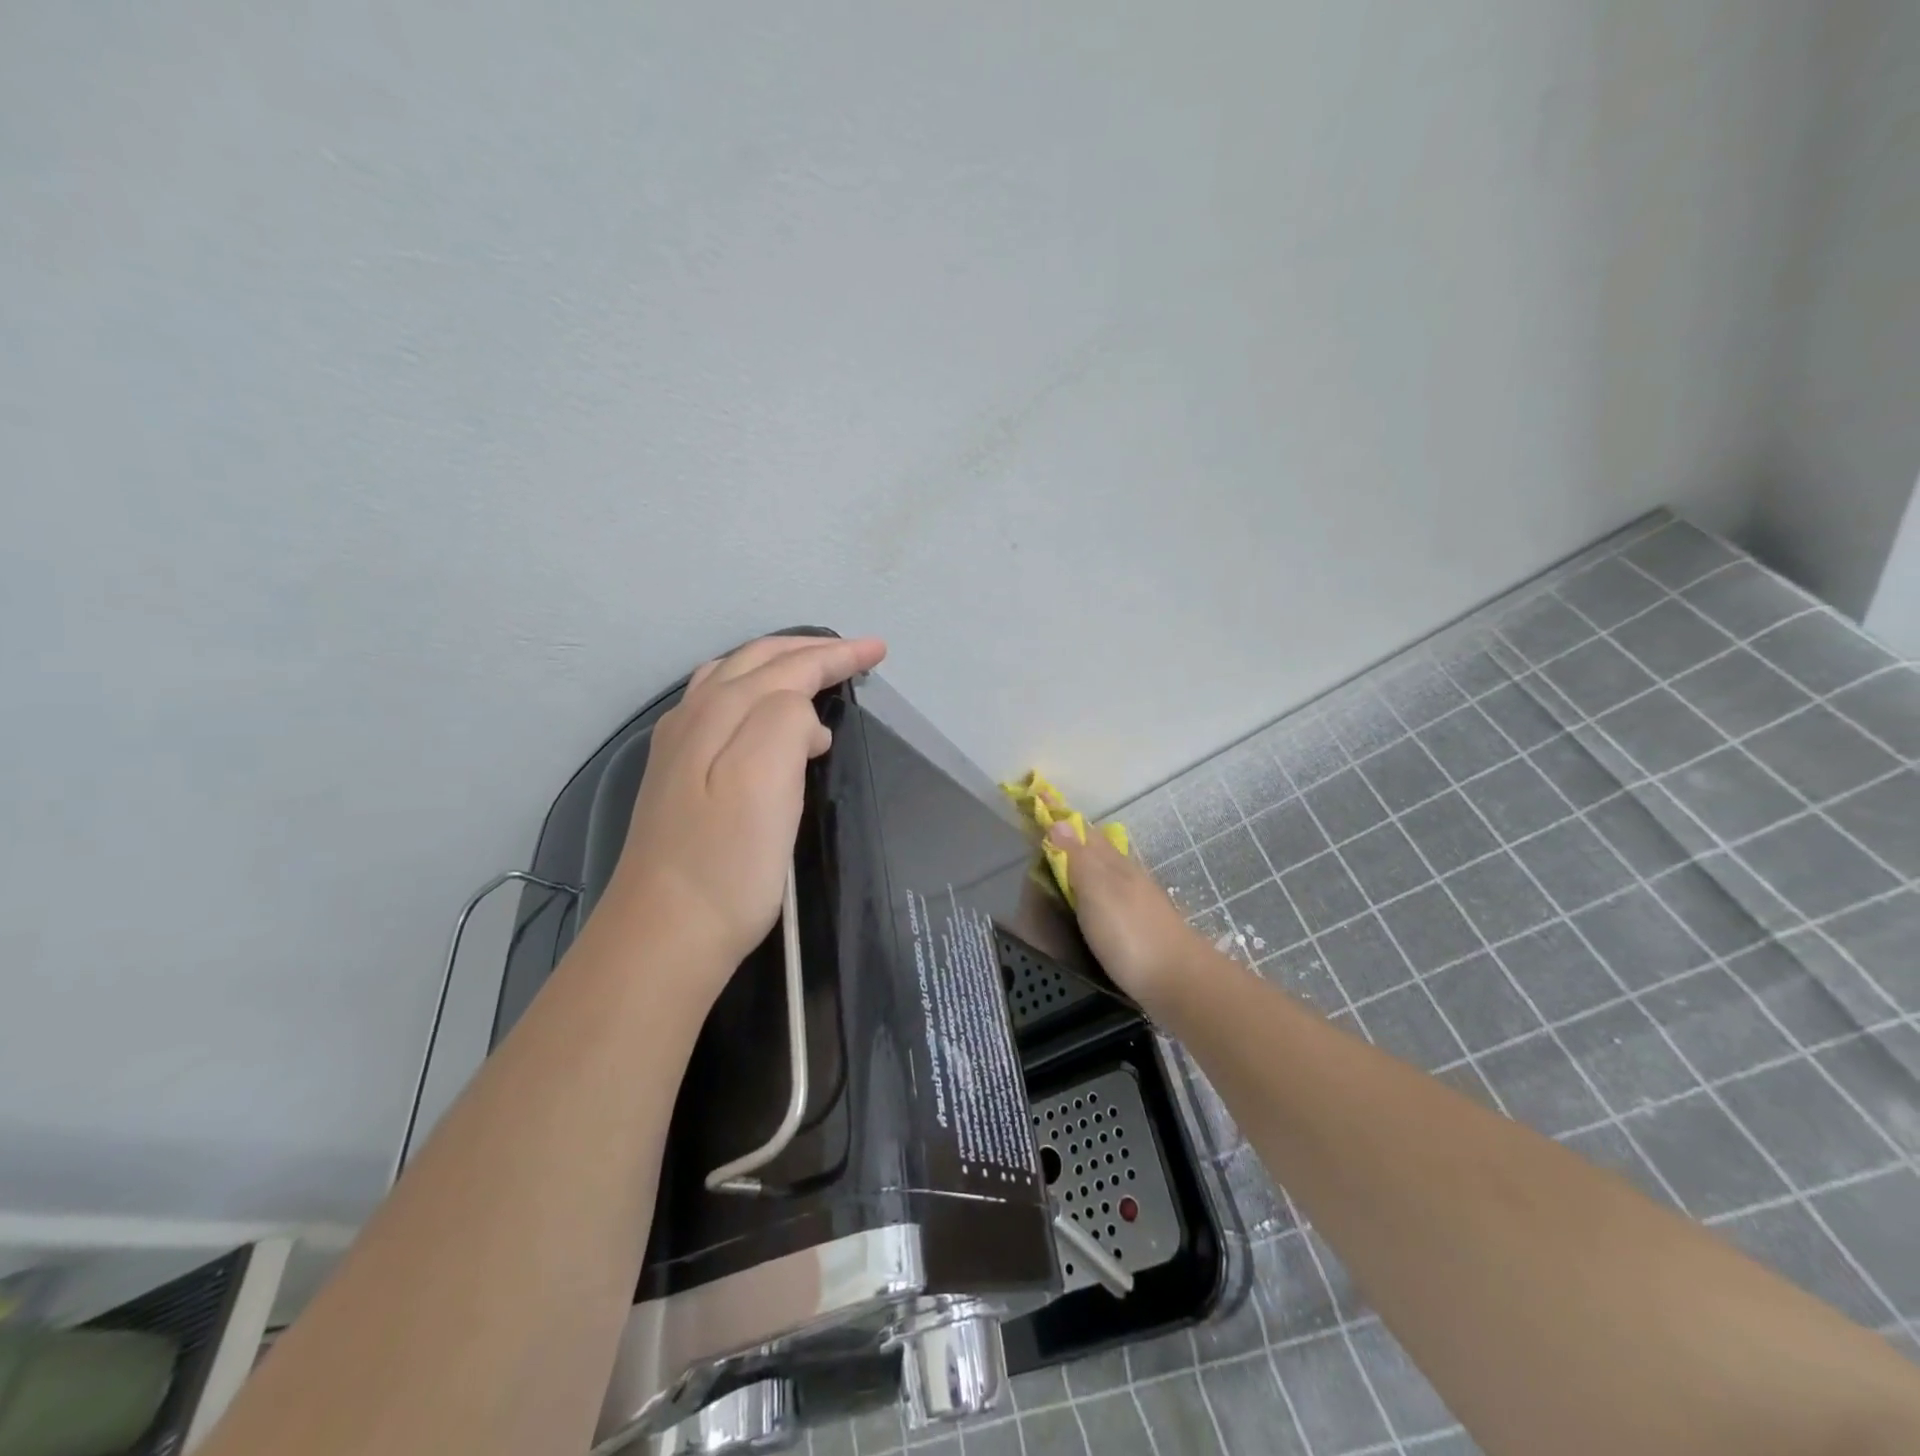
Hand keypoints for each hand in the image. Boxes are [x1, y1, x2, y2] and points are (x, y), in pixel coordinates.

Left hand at [607, 634, 887, 989]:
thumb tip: (804, 720)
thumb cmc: (728, 862)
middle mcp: (695, 716)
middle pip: (758, 661)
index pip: (789, 666)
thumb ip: (786, 721)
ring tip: (817, 672)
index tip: (879, 650)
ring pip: (733, 678)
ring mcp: (680, 745)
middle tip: (857, 653)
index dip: (836, 655)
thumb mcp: (765, 780)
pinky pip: (719, 705)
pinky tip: (767, 716)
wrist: (664, 933)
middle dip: (811, 651)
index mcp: (722, 712)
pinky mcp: (677, 775)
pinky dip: (755, 692)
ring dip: (780, 665)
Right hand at [1044, 815, 1218, 1013]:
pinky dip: (1092, 887)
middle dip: (1070, 835)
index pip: (1082, 830)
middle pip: (1095, 847)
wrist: (1179, 982)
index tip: (1036, 794)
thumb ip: (1077, 858)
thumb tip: (1057, 821)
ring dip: (1082, 860)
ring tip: (1060, 861)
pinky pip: (1108, 894)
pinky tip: (1088, 901)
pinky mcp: (1139, 927)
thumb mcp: (1097, 891)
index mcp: (1114, 863)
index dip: (1059, 815)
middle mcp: (1126, 875)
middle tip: (1042, 829)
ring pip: (1105, 869)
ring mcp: (1136, 900)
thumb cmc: (1131, 934)